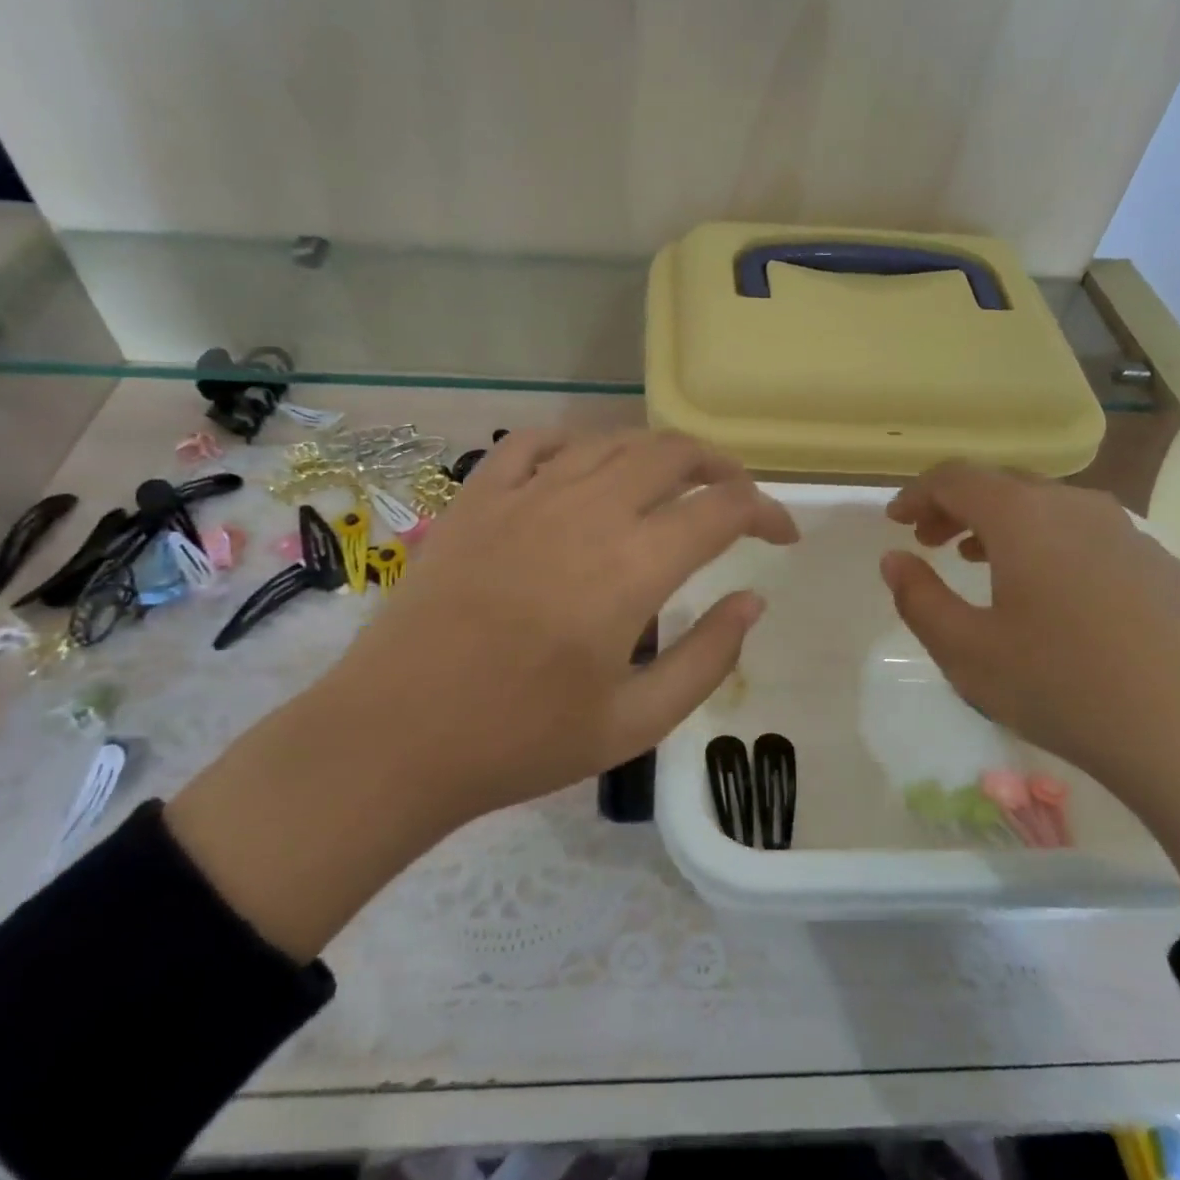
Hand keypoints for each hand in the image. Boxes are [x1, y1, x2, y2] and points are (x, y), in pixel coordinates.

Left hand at [356, 428, 798, 821]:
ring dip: (656, 452)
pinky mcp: (477, 499)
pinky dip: (574, 443)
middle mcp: (587, 511)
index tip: (782, 536)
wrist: (398, 736)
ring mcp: (526, 496)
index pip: (723, 509)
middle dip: (720, 467)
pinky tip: (584, 466)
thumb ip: (708, 657)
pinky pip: (533, 443)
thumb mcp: (637, 721)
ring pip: (610, 440)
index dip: (766, 513)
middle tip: (736, 498)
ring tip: (673, 482)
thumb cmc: (522, 739)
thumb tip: (753, 601)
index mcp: (633, 565)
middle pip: (672, 454)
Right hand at [879, 461, 1179, 799]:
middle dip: (957, 506)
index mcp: (1024, 516)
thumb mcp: (966, 652)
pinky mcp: (1163, 565)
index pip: (955, 478)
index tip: (895, 520)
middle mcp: (1077, 507)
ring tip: (978, 560)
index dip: (917, 493)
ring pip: (1049, 508)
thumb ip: (918, 598)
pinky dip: (1049, 545)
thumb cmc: (1064, 687)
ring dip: (1002, 525)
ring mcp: (1128, 533)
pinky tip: (1050, 593)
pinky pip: (1088, 535)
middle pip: (1003, 484)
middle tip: (929, 540)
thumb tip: (894, 559)